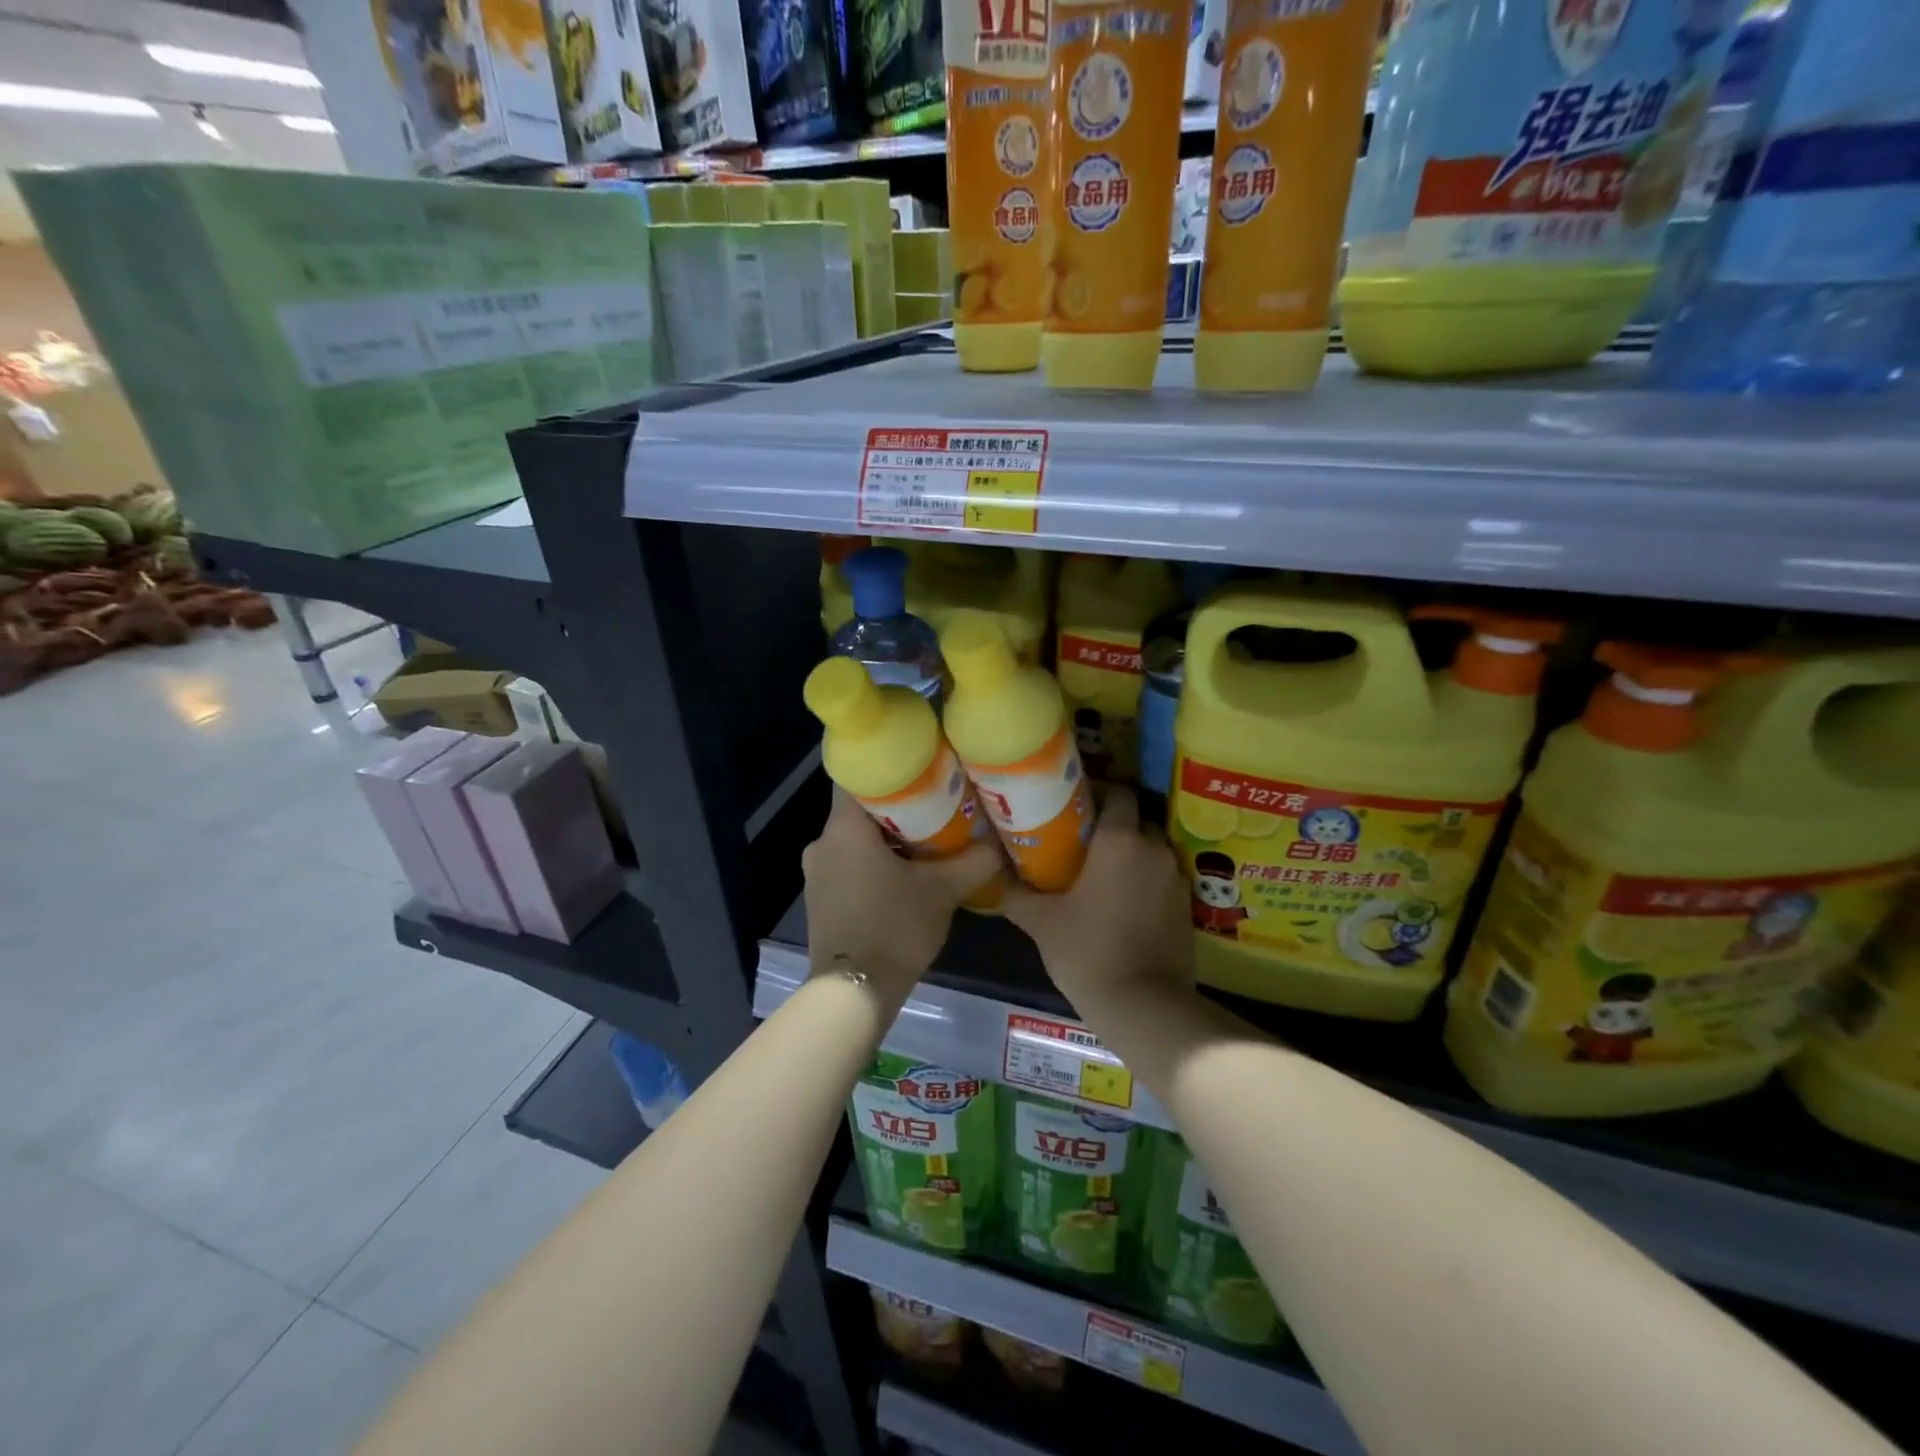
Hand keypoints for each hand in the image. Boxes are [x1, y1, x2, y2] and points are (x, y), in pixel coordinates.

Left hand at [802, 792, 1002, 1007]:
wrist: (854, 992)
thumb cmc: (894, 928)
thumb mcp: (943, 891)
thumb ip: (974, 861)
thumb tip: (998, 844)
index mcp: (844, 828)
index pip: (860, 776)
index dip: (891, 770)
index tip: (922, 772)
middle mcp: (822, 842)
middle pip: (860, 809)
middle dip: (897, 807)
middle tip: (936, 807)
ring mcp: (816, 873)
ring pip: (854, 839)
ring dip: (885, 838)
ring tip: (926, 841)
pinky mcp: (819, 898)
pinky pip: (847, 864)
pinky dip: (871, 862)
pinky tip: (902, 876)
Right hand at [1003, 787, 1194, 1011]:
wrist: (1144, 1006)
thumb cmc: (1087, 952)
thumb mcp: (1041, 921)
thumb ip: (1015, 892)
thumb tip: (993, 874)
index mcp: (1120, 840)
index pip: (1118, 792)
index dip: (1097, 792)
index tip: (1073, 805)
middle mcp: (1154, 848)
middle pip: (1136, 817)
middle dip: (1113, 822)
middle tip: (1082, 838)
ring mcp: (1176, 877)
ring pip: (1152, 847)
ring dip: (1131, 852)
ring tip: (1101, 869)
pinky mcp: (1187, 905)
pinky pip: (1163, 875)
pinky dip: (1145, 877)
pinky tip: (1122, 899)